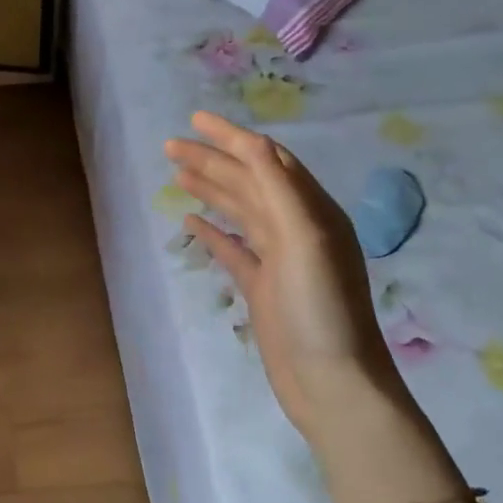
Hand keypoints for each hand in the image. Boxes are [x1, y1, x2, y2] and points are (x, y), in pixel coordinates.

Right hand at [164, 112, 405, 451]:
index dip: (231, 137)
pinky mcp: (263, 288)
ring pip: (239, 212)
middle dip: (212, 160)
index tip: (194, 120)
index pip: (267, 160)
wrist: (332, 382)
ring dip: (211, 188)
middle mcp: (296, 228)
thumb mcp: (307, 240)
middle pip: (248, 182)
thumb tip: (253, 143)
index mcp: (311, 211)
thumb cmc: (321, 309)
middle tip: (170, 146)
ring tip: (177, 172)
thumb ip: (279, 190)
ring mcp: (278, 260)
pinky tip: (192, 221)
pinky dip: (213, 231)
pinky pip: (234, 249)